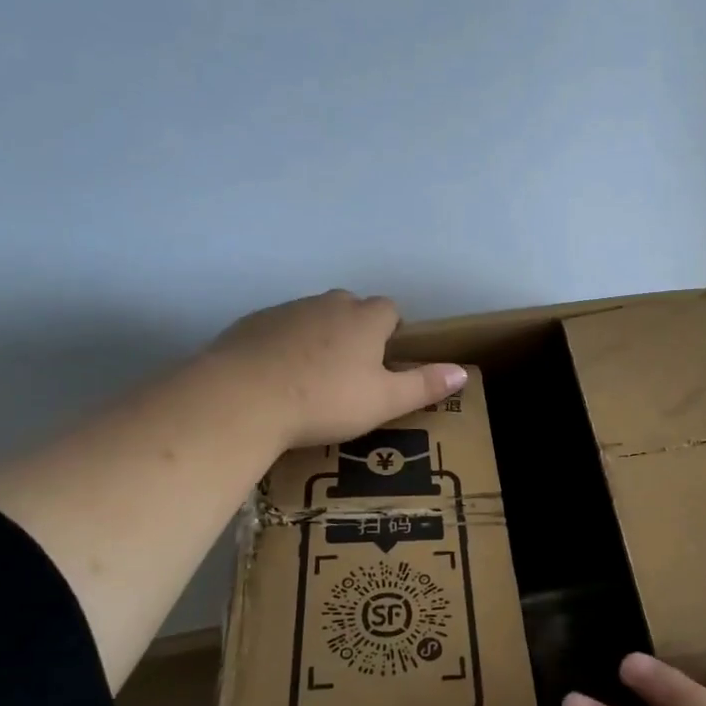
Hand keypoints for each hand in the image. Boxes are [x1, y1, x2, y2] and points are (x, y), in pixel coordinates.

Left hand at [212, 290, 465, 450]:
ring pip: (313, 316)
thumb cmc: (325, 400)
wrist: (242, 398)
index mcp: (365, 319)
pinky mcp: (251, 324)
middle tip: (352, 370)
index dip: (392, 330)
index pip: (390, 309)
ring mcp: (286, 311)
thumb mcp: (384, 401)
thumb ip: (424, 385)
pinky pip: (278, 329)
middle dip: (356, 330)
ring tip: (313, 378)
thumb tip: (463, 372)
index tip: (386, 359)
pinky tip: (276, 378)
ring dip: (319, 336)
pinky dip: (284, 345)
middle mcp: (328, 304)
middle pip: (351, 307)